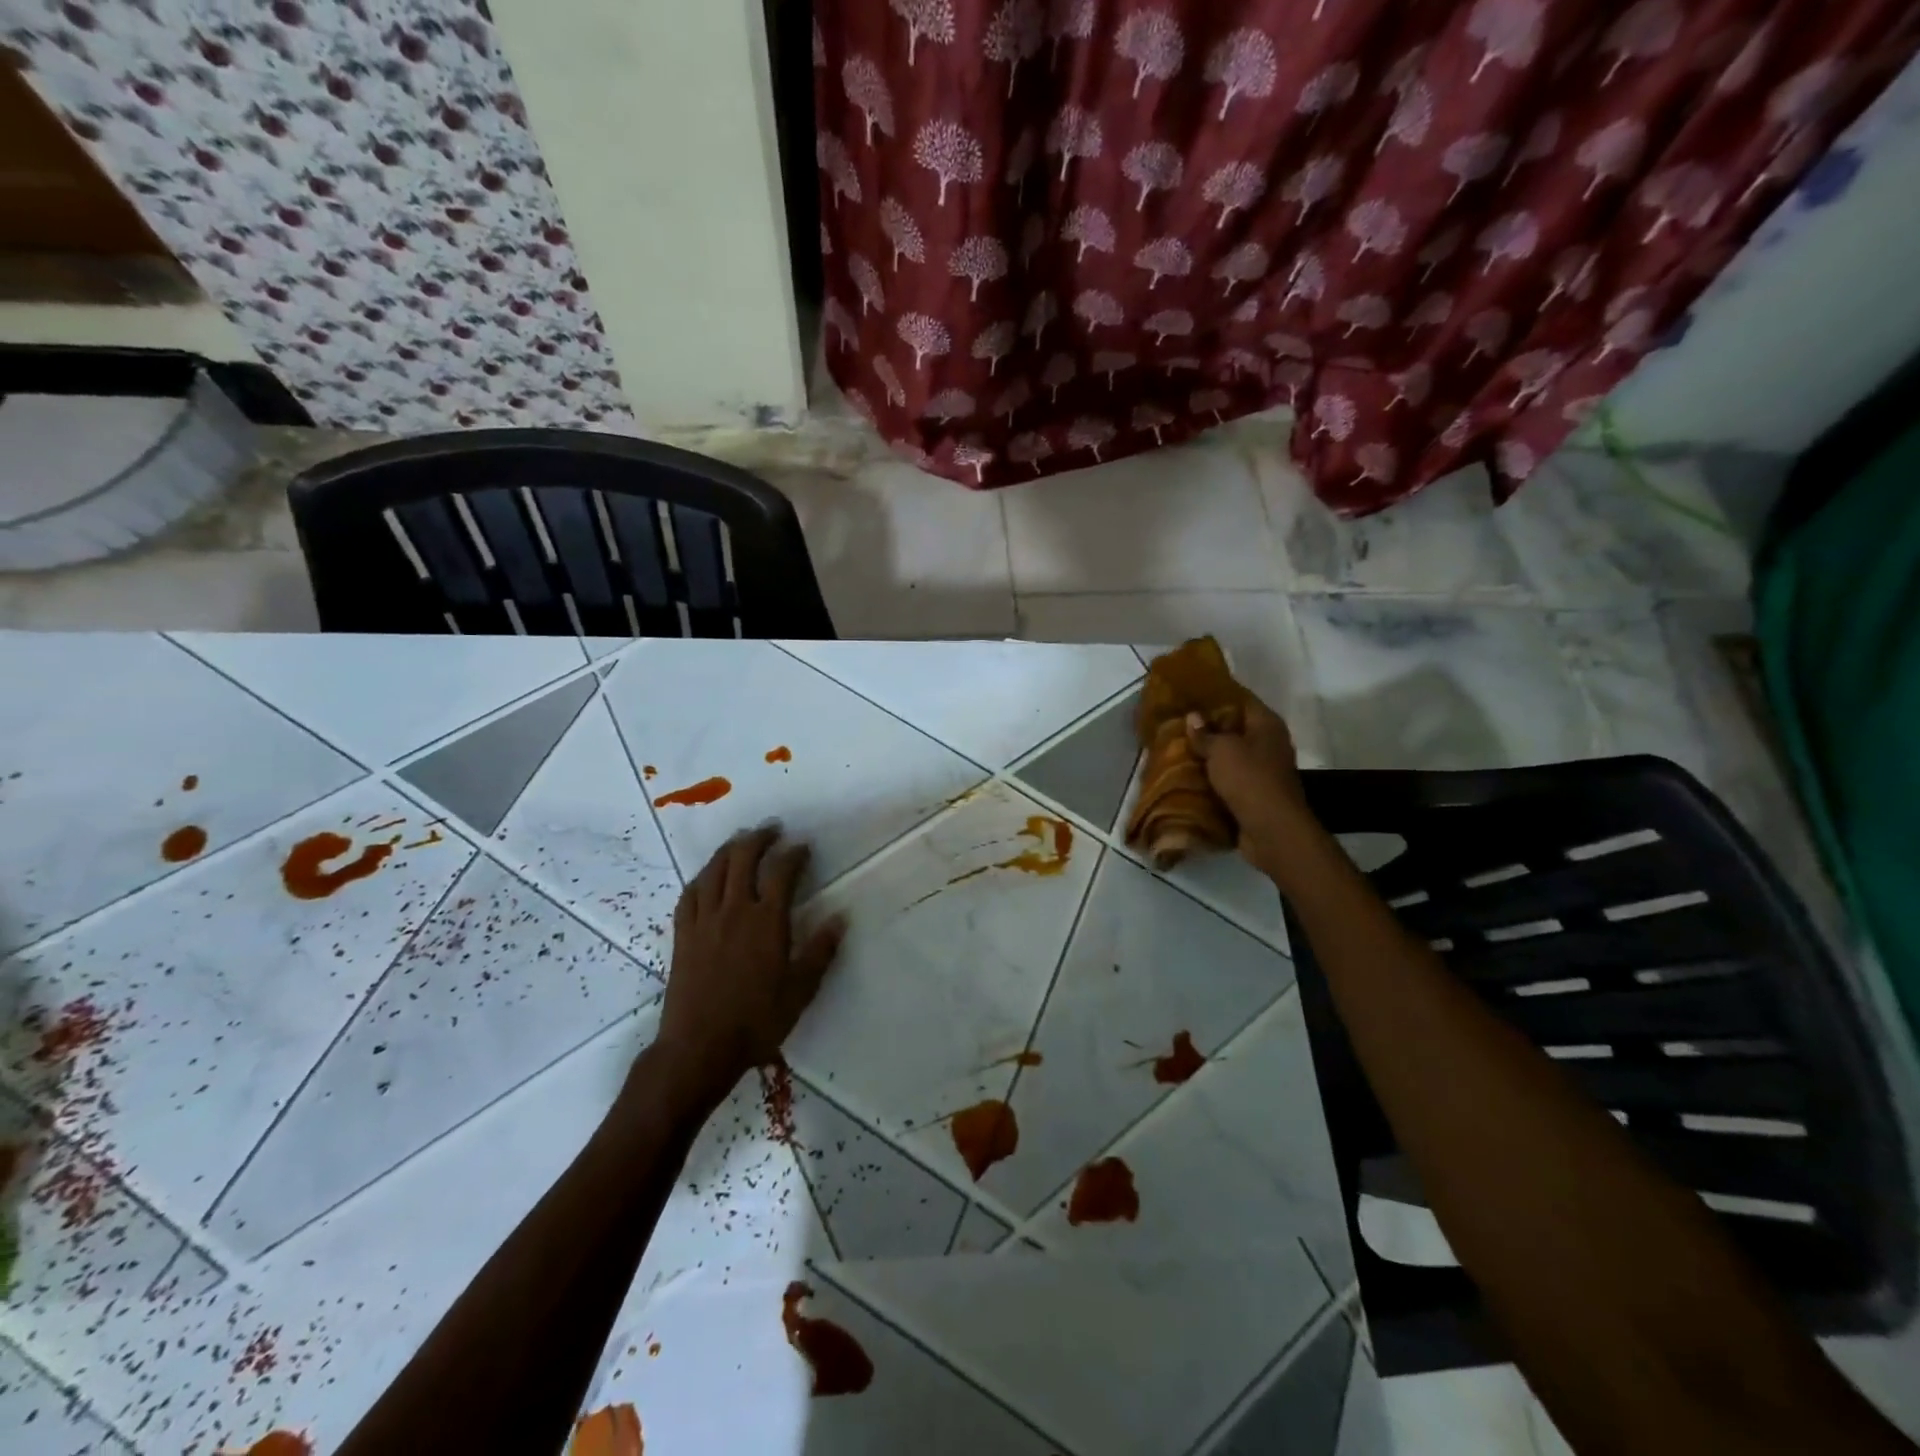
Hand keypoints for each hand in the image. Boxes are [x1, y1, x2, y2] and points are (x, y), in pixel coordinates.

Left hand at [646, 827, 844, 1111]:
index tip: (803, 846)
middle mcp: (734, 911)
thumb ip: (820, 951)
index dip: (794, 853)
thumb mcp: (800, 990)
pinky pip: (690, 894)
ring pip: (714, 870)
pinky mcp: (683, 935)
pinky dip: (702, 876)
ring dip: (729, 849)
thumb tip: (841, 918)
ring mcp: (704, 920)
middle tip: (772, 829)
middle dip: (759, 838)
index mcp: (766, 922)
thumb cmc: (756, 1021)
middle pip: (743, 859)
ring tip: (741, 840)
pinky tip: (708, 875)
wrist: (699, 1048)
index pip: (782, 872)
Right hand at [1185, 698, 1316, 877]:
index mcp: (1266, 724)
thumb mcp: (1221, 750)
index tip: (1189, 693)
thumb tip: (1193, 716)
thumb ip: (1205, 733)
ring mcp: (1263, 770)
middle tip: (1177, 722)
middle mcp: (1269, 743)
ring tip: (1177, 748)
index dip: (1216, 694)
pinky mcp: (1254, 793)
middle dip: (1207, 726)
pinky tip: (1188, 775)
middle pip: (1235, 728)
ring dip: (1208, 755)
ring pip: (1230, 755)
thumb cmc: (1249, 779)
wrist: (1271, 829)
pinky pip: (1228, 779)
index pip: (1241, 698)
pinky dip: (1211, 778)